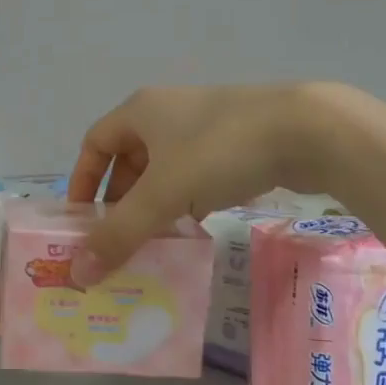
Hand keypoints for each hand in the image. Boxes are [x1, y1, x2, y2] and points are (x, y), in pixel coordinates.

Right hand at [67, 84, 344, 280]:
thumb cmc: (219, 152)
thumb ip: (119, 234)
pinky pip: (196, 173)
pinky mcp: (237, 141)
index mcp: (141, 111)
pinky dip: (187, 199)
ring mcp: (206, 125)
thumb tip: (77, 273)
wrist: (308, 130)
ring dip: (154, 203)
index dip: (82, 180)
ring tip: (153, 239)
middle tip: (118, 238)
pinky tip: (195, 226)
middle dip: (120, 199)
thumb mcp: (162, 195)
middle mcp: (168, 112)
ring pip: (165, 169)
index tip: (81, 220)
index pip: (94, 143)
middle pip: (129, 158)